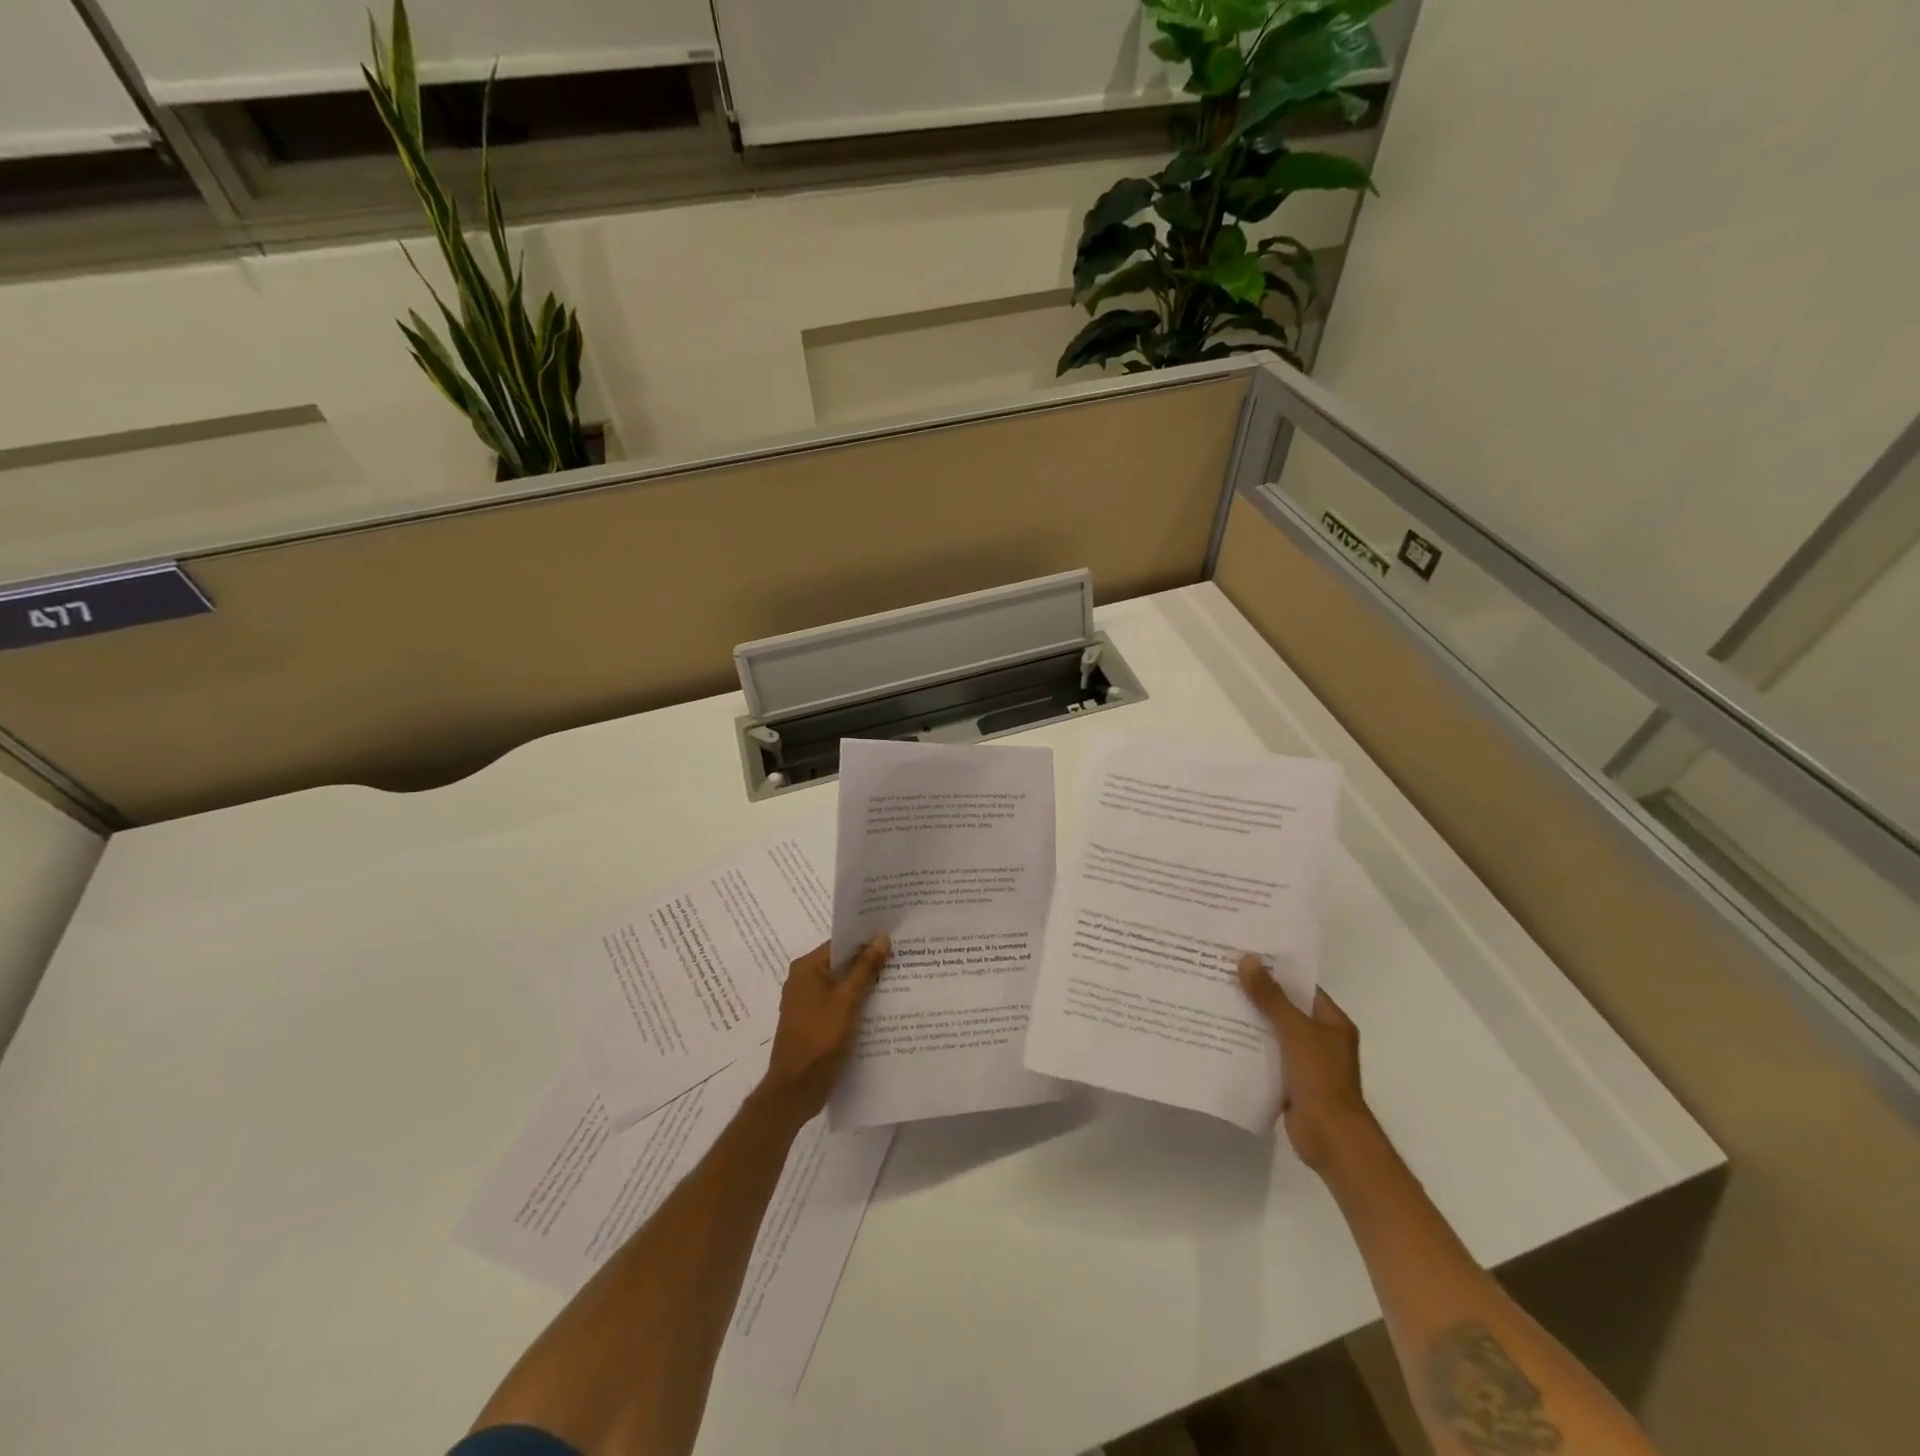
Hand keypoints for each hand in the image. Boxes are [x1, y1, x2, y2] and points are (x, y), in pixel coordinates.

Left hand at [759, 937, 890, 1122]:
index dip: (866, 939)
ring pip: (841, 984)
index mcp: (806, 968)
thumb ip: (865, 968)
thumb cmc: (819, 1038)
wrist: (796, 1089)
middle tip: (901, 956)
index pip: (840, 943)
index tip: (893, 936)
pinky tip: (881, 1005)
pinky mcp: (814, 1021)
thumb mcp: (847, 1000)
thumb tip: (882, 937)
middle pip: (841, 963)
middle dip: (869, 961)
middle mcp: (803, 979)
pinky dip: (856, 1001)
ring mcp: (807, 1002)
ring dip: (864, 983)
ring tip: (898, 978)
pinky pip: (838, 1002)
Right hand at [1237, 955, 1373, 1172]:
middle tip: (1223, 976)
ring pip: (1274, 1034)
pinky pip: (1267, 1058)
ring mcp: (1307, 1063)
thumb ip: (1271, 997)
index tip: (1245, 957)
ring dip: (1251, 1022)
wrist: (1331, 1138)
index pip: (1302, 988)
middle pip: (1286, 1009)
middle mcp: (1322, 1039)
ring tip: (1216, 1001)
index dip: (1276, 972)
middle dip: (1258, 996)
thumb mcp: (1294, 1031)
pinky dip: (1249, 1049)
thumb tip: (1248, 960)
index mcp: (1332, 1023)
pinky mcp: (1291, 1083)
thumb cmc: (1320, 1078)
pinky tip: (1222, 1037)